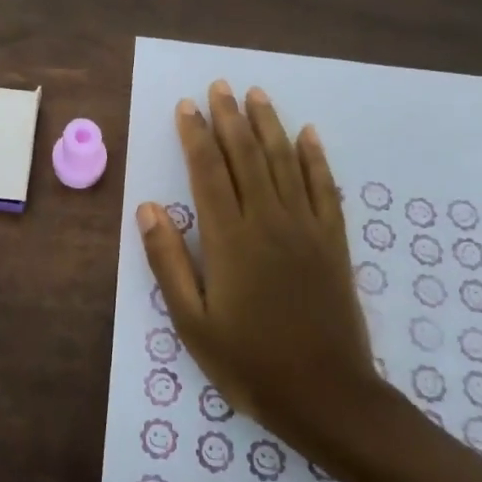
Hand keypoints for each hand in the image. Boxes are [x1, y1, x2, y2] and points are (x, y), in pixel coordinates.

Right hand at [136, 80, 378, 449]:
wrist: (326, 396)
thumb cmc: (249, 363)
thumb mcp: (192, 322)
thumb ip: (168, 261)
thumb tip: (148, 207)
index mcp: (229, 239)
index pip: (207, 172)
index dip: (195, 135)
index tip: (186, 105)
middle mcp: (268, 221)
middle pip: (246, 156)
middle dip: (230, 118)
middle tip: (219, 85)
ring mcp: (305, 228)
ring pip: (284, 162)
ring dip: (268, 125)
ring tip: (256, 94)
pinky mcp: (333, 242)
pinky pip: (324, 188)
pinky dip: (315, 158)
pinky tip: (308, 134)